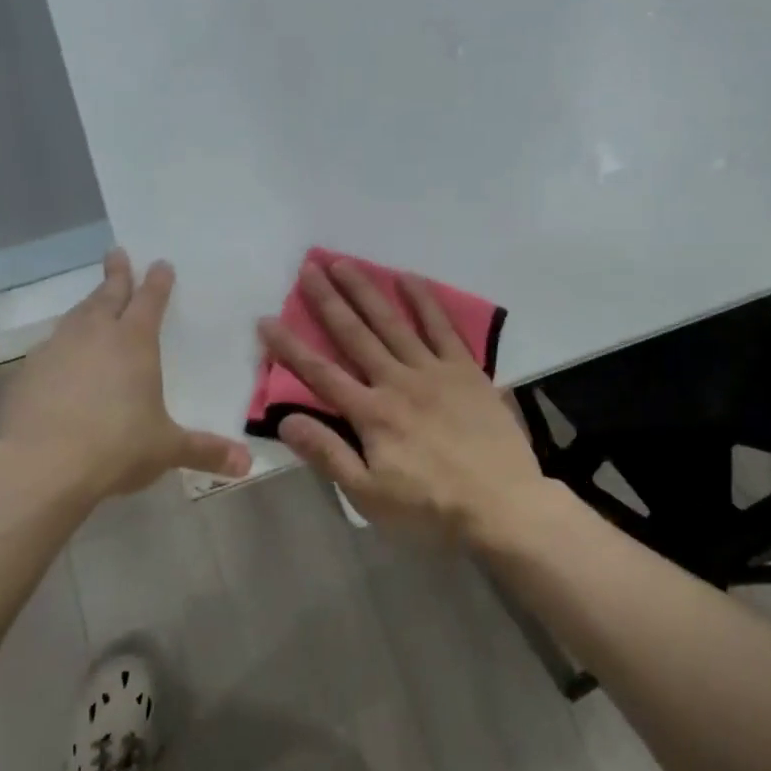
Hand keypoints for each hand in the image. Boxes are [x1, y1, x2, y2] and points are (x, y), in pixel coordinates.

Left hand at [0, 249, 250, 504]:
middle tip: (117, 253)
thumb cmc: (116, 447)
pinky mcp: (28, 372)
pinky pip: (51, 345)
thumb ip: (205, 451)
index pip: (150, 301)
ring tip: (93, 300)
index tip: (161, 263)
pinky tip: (63, 355)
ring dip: (88, 304)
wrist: (39, 466)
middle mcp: (95, 335)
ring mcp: (57, 350)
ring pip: (76, 315)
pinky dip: (63, 341)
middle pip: (107, 295)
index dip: (157, 282)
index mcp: (134, 343)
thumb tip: (246, 464)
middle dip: (116, 274)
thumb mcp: (166, 449)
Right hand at [256, 258, 543, 540]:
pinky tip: (408, 278)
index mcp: (371, 414)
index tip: (267, 319)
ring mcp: (435, 371)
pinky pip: (442, 328)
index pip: (320, 374)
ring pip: (393, 323)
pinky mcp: (467, 370)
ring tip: (345, 263)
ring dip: (367, 291)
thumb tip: (287, 420)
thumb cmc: (431, 507)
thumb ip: (329, 455)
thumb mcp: (370, 495)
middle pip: (355, 335)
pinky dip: (424, 301)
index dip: (290, 347)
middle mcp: (398, 381)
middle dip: (328, 301)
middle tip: (308, 267)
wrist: (503, 504)